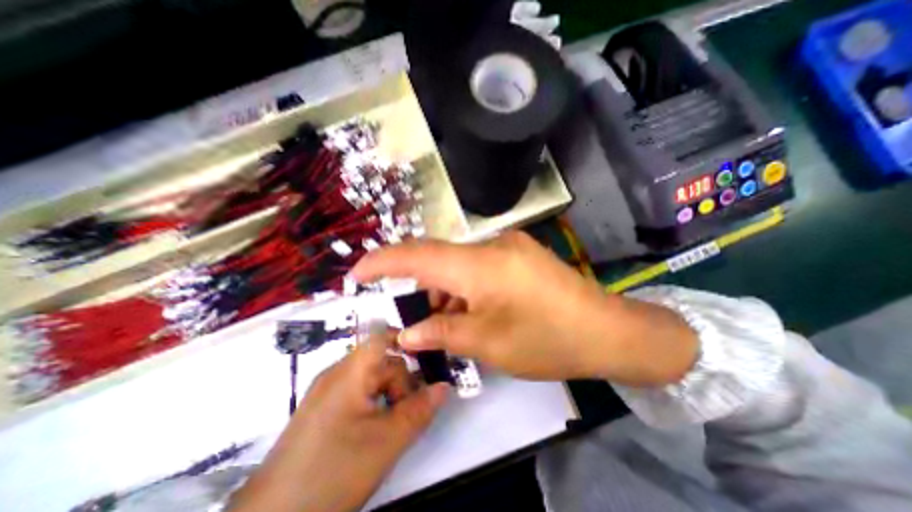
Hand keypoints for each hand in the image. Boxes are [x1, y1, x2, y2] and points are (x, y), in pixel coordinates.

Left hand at [228, 332, 447, 511]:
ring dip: (389, 395)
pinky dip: (375, 403)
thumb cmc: (333, 473)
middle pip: (382, 362)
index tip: (426, 357)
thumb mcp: (387, 442)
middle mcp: (337, 374)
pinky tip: (374, 430)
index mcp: (350, 373)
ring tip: (391, 428)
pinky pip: (358, 392)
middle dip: (401, 383)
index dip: (406, 339)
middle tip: (409, 414)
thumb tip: (444, 386)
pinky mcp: (324, 408)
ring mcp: (328, 391)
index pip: (381, 336)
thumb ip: (420, 410)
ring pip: (372, 379)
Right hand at [352, 231, 695, 382]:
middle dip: (419, 286)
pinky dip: (467, 287)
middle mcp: (492, 245)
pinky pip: (480, 266)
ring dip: (446, 290)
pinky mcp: (520, 255)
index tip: (357, 273)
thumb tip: (408, 333)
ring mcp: (509, 247)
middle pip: (439, 259)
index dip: (383, 261)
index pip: (418, 255)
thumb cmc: (548, 340)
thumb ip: (443, 333)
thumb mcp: (488, 344)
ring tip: (447, 322)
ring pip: (460, 265)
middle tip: (412, 315)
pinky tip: (471, 310)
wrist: (609, 331)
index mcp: (480, 264)